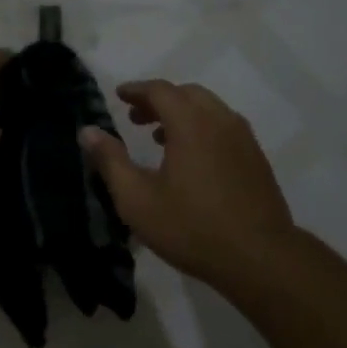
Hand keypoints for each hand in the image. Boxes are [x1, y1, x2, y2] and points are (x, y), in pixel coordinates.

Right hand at [78, 80, 296, 288]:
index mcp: (191, 123)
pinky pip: (224, 127)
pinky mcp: (256, 159)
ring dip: (182, 114)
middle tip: (135, 117)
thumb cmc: (191, 227)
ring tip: (159, 136)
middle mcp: (221, 121)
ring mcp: (244, 139)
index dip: (136, 90)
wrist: (259, 257)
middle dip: (159, 100)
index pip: (160, 90)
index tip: (119, 95)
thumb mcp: (137, 199)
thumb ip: (110, 161)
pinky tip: (192, 158)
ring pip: (209, 110)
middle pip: (187, 94)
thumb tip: (87, 131)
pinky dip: (202, 128)